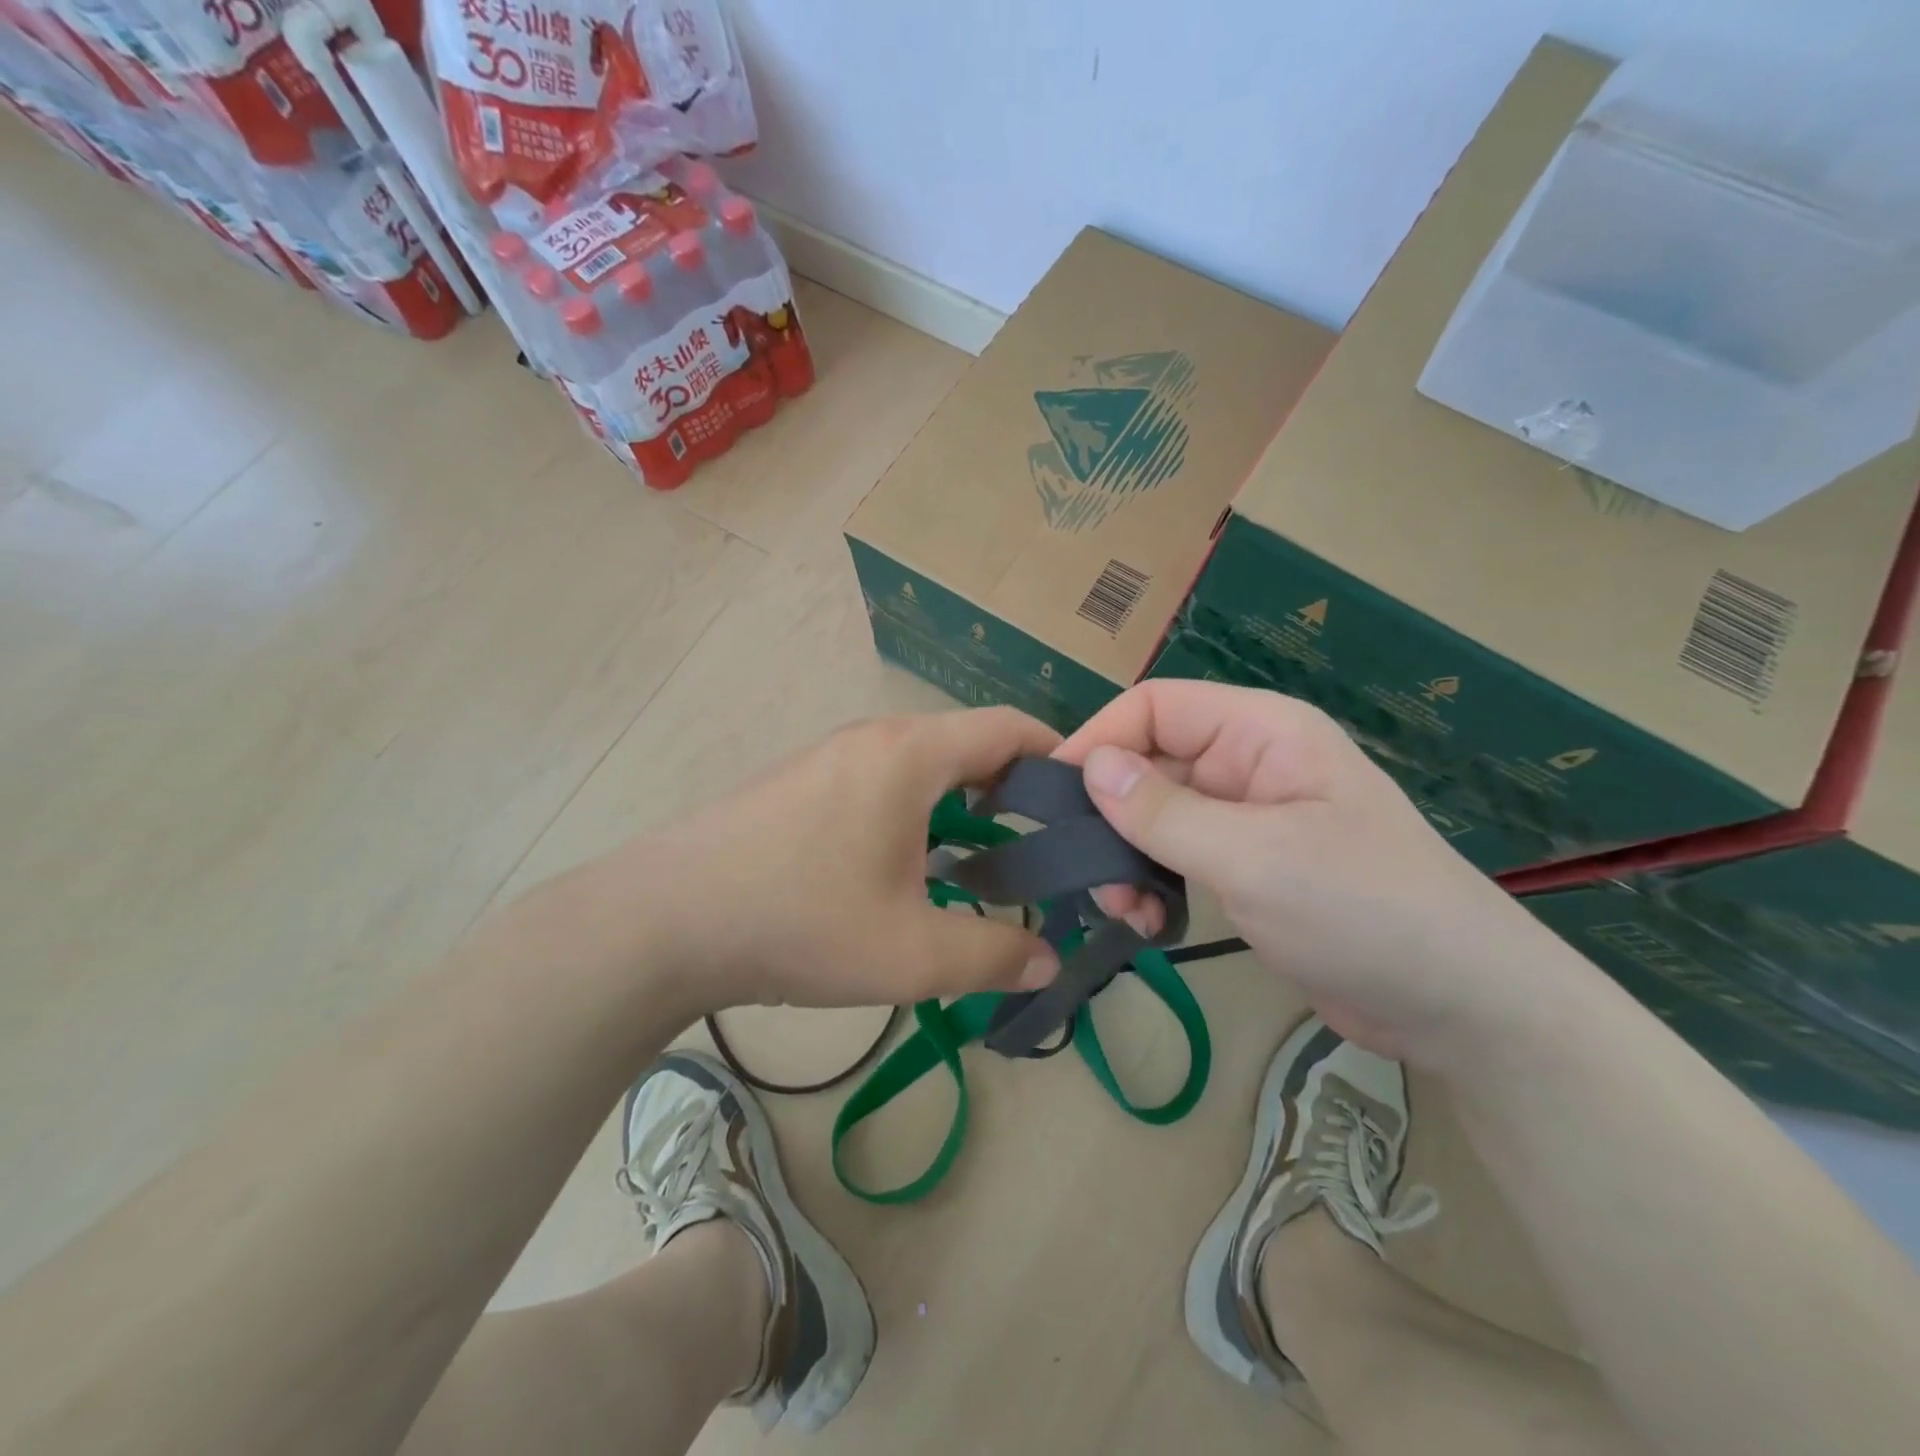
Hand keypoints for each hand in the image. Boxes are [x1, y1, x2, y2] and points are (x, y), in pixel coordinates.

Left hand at [589, 709, 1063, 1014]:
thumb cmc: (800, 920)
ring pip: (922, 765)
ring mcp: (830, 755)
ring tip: (981, 862)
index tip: (1086, 804)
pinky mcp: (800, 782)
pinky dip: (917, 810)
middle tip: (1042, 847)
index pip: (1009, 727)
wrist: (664, 919)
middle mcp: (874, 738)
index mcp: (912, 754)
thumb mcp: (911, 953)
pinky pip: (881, 780)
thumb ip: (993, 956)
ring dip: (961, 803)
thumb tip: (1048, 962)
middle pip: (967, 743)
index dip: (1059, 756)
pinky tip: (906, 867)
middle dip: (1014, 788)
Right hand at [1055, 680, 1555, 1065]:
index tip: (1053, 795)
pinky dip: (1152, 883)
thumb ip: (1165, 812)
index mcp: (1260, 732)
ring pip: (1154, 816)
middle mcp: (1248, 763)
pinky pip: (1175, 856)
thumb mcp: (1256, 857)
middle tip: (1096, 879)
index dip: (1100, 739)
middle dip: (1111, 817)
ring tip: (1127, 910)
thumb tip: (1088, 766)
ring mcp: (1246, 817)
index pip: (1155, 707)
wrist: (1460, 1007)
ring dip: (1127, 857)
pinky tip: (1152, 923)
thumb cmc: (1365, 910)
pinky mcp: (1244, 866)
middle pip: (1148, 764)